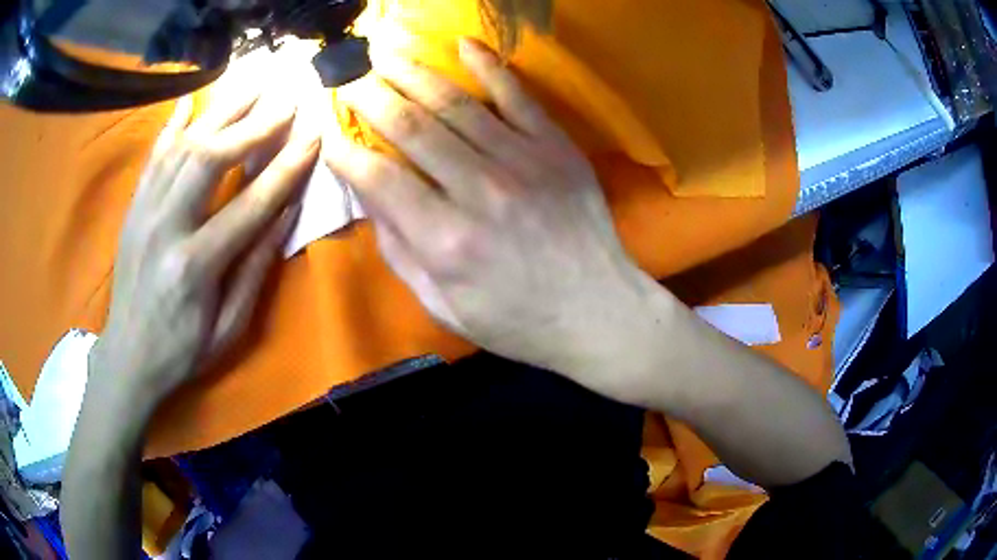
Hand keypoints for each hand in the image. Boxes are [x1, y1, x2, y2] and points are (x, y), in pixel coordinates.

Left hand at [90, 88, 319, 417]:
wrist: (128, 356)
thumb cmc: (183, 350)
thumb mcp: (229, 327)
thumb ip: (256, 267)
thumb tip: (286, 210)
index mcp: (194, 267)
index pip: (249, 205)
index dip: (285, 168)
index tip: (313, 136)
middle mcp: (166, 228)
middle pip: (210, 158)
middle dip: (253, 124)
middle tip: (285, 99)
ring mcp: (144, 212)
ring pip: (183, 147)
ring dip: (221, 113)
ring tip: (251, 87)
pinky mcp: (134, 208)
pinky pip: (154, 157)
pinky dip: (173, 126)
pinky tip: (190, 103)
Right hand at [325, 39, 656, 396]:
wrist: (597, 309)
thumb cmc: (517, 319)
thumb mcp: (444, 305)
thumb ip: (400, 250)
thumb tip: (369, 195)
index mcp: (445, 239)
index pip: (378, 176)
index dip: (346, 151)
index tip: (330, 133)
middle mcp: (479, 189)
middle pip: (410, 126)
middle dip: (370, 96)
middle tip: (350, 78)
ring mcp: (522, 160)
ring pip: (454, 102)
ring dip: (413, 72)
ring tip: (385, 53)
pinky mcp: (555, 146)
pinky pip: (517, 94)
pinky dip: (488, 65)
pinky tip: (462, 43)